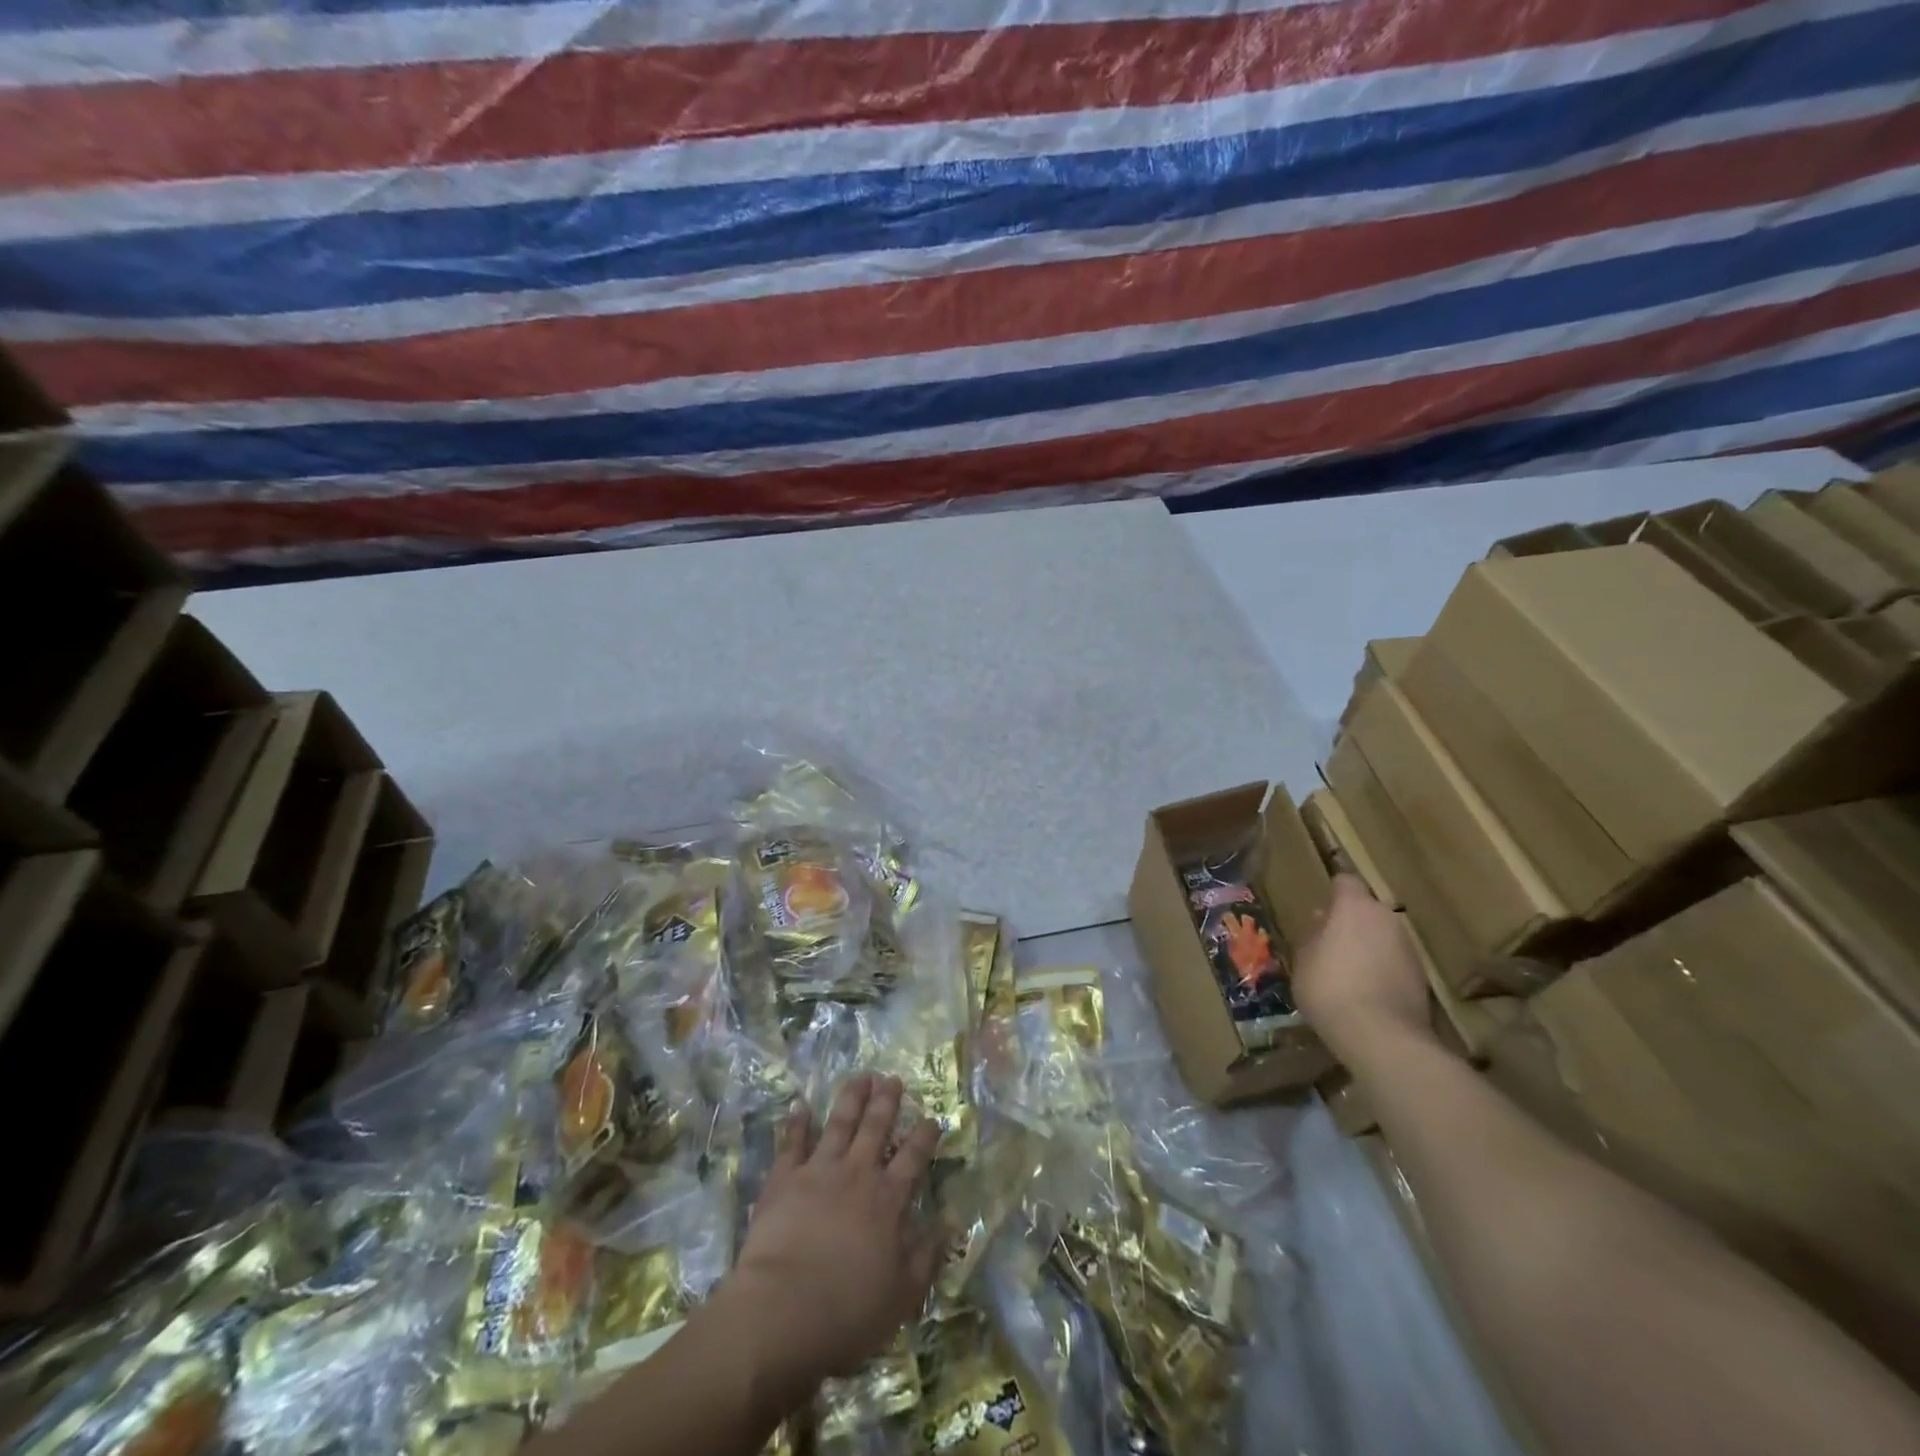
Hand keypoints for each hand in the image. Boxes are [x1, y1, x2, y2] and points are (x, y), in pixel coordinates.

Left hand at [724, 1074, 941, 1403]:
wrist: (782, 1312)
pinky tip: (800, 1105)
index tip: (932, 1118)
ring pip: (839, 1123)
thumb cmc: (847, 1311)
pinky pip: (792, 1143)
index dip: (924, 1136)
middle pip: (876, 1128)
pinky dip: (797, 1123)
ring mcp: (818, 1171)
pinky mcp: (784, 1179)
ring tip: (860, 1076)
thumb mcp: (902, 1296)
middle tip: (893, 1079)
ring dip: (851, 1098)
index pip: (913, 1158)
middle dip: (887, 1102)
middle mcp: (857, 1174)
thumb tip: (949, 1223)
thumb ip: (926, 1257)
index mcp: (888, 1200)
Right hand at [1292, 874, 1434, 1064]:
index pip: (1345, 882)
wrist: (1381, 1036)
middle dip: (1351, 922)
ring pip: (1383, 936)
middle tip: (1330, 944)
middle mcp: (1387, 919)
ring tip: (1348, 972)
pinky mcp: (1422, 977)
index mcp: (1354, 907)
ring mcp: (1408, 948)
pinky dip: (1383, 969)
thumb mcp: (1303, 959)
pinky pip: (1395, 961)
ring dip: (1368, 946)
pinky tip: (1367, 992)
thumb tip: (1321, 923)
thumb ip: (1313, 936)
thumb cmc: (1329, 988)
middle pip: (1367, 910)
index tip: (1321, 910)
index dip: (1333, 892)